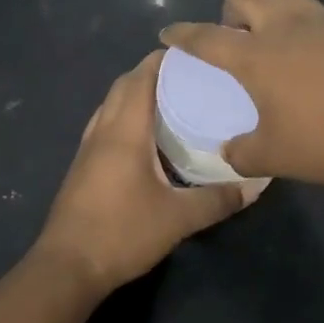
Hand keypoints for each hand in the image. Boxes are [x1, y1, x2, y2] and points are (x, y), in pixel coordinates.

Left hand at [35, 50, 252, 293]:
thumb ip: (218, 200)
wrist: (67, 267)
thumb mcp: (178, 219)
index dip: (163, 60)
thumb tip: (256, 185)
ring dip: (135, 94)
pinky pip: (105, 125)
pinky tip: (145, 138)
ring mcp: (88, 148)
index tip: (193, 55)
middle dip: (152, 74)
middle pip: (124, 86)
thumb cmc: (122, 233)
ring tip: (171, 101)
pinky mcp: (82, 167)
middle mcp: (103, 130)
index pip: (141, 78)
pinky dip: (125, 117)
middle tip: (189, 77)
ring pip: (111, 105)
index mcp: (124, 131)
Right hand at [160, 0, 323, 184]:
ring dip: (274, 14)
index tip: (169, 33)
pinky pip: (323, 19)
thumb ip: (244, 152)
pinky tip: (321, 62)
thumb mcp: (276, 156)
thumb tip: (230, 152)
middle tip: (236, 35)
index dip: (183, 34)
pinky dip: (311, 32)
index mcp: (256, 56)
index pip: (207, 37)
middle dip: (232, 8)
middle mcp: (286, 27)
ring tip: (280, 46)